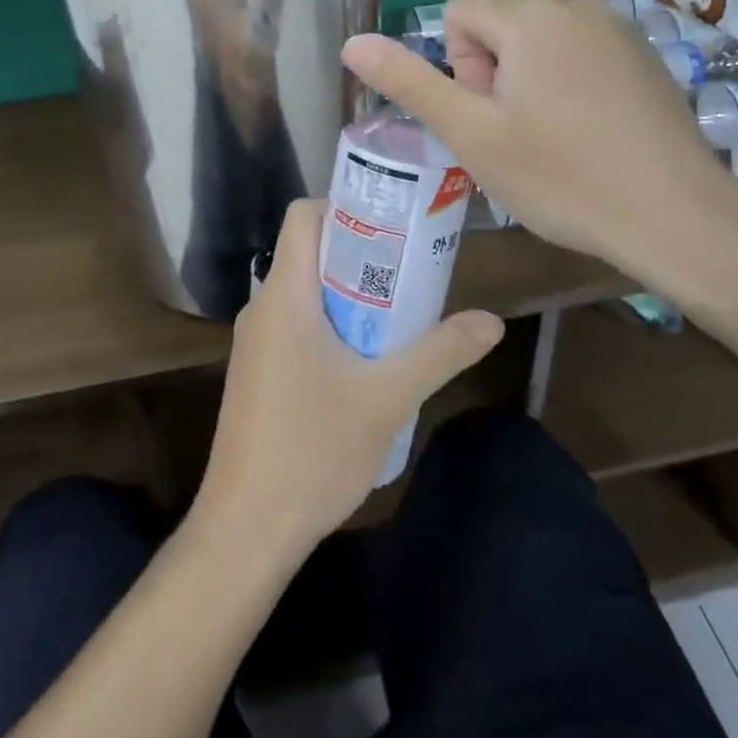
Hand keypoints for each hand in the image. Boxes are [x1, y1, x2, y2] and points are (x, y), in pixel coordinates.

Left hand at [192, 199, 504, 556]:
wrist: (246, 529)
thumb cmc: (312, 449)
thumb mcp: (387, 398)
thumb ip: (440, 353)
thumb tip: (491, 321)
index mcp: (284, 295)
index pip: (304, 216)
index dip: (345, 207)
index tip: (393, 225)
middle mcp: (263, 307)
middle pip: (309, 252)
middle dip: (361, 254)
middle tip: (412, 268)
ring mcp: (256, 343)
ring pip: (305, 292)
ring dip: (350, 294)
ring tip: (401, 312)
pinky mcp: (258, 373)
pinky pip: (297, 325)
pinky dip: (332, 325)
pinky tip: (367, 361)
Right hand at [340, 0, 736, 282]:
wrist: (676, 216)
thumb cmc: (562, 176)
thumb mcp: (470, 133)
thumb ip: (408, 82)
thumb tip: (352, 43)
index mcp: (530, 15)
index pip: (458, 12)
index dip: (458, 67)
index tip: (488, 116)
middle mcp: (575, 3)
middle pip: (498, 25)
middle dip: (492, 74)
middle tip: (517, 134)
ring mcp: (617, 27)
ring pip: (537, 41)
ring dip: (526, 81)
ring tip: (551, 137)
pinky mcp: (643, 53)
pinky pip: (577, 52)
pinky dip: (566, 83)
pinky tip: (588, 133)